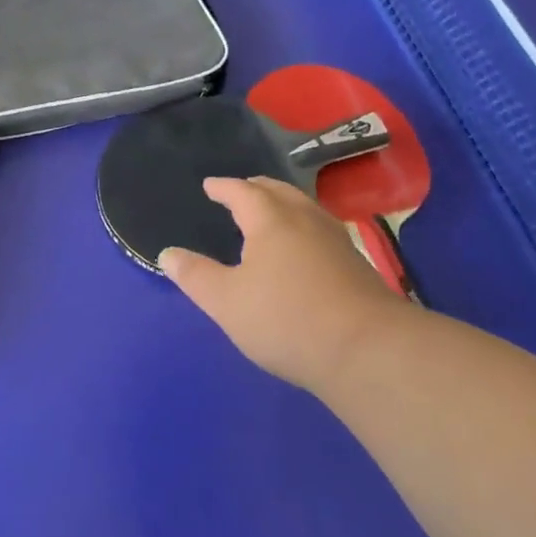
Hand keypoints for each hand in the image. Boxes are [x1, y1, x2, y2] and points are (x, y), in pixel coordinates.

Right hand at [159, 177, 406, 393]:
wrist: (368, 350)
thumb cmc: (285, 319)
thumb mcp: (225, 301)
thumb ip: (195, 275)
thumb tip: (167, 253)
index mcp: (270, 221)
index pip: (242, 192)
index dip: (224, 187)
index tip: (210, 185)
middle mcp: (305, 220)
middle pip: (279, 192)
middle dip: (256, 188)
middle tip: (241, 190)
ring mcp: (336, 241)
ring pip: (305, 209)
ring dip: (283, 204)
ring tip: (271, 214)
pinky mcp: (357, 265)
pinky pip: (321, 230)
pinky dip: (303, 226)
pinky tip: (303, 248)